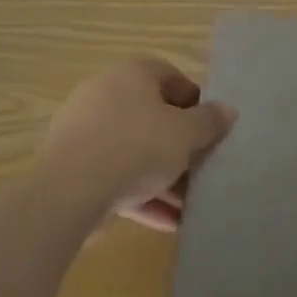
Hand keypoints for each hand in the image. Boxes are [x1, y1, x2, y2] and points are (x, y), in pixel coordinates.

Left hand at [39, 58, 237, 230]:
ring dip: (162, 176)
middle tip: (200, 167)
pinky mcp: (71, 166)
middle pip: (152, 116)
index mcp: (132, 74)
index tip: (210, 129)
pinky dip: (140, 195)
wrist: (69, 192)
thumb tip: (227, 109)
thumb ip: (210, 121)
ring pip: (133, 150)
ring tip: (188, 204)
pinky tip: (166, 223)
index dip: (195, 101)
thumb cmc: (137, 147)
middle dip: (179, 145)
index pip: (171, 76)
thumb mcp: (186, 134)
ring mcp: (84, 130)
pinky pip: (114, 175)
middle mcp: (104, 93)